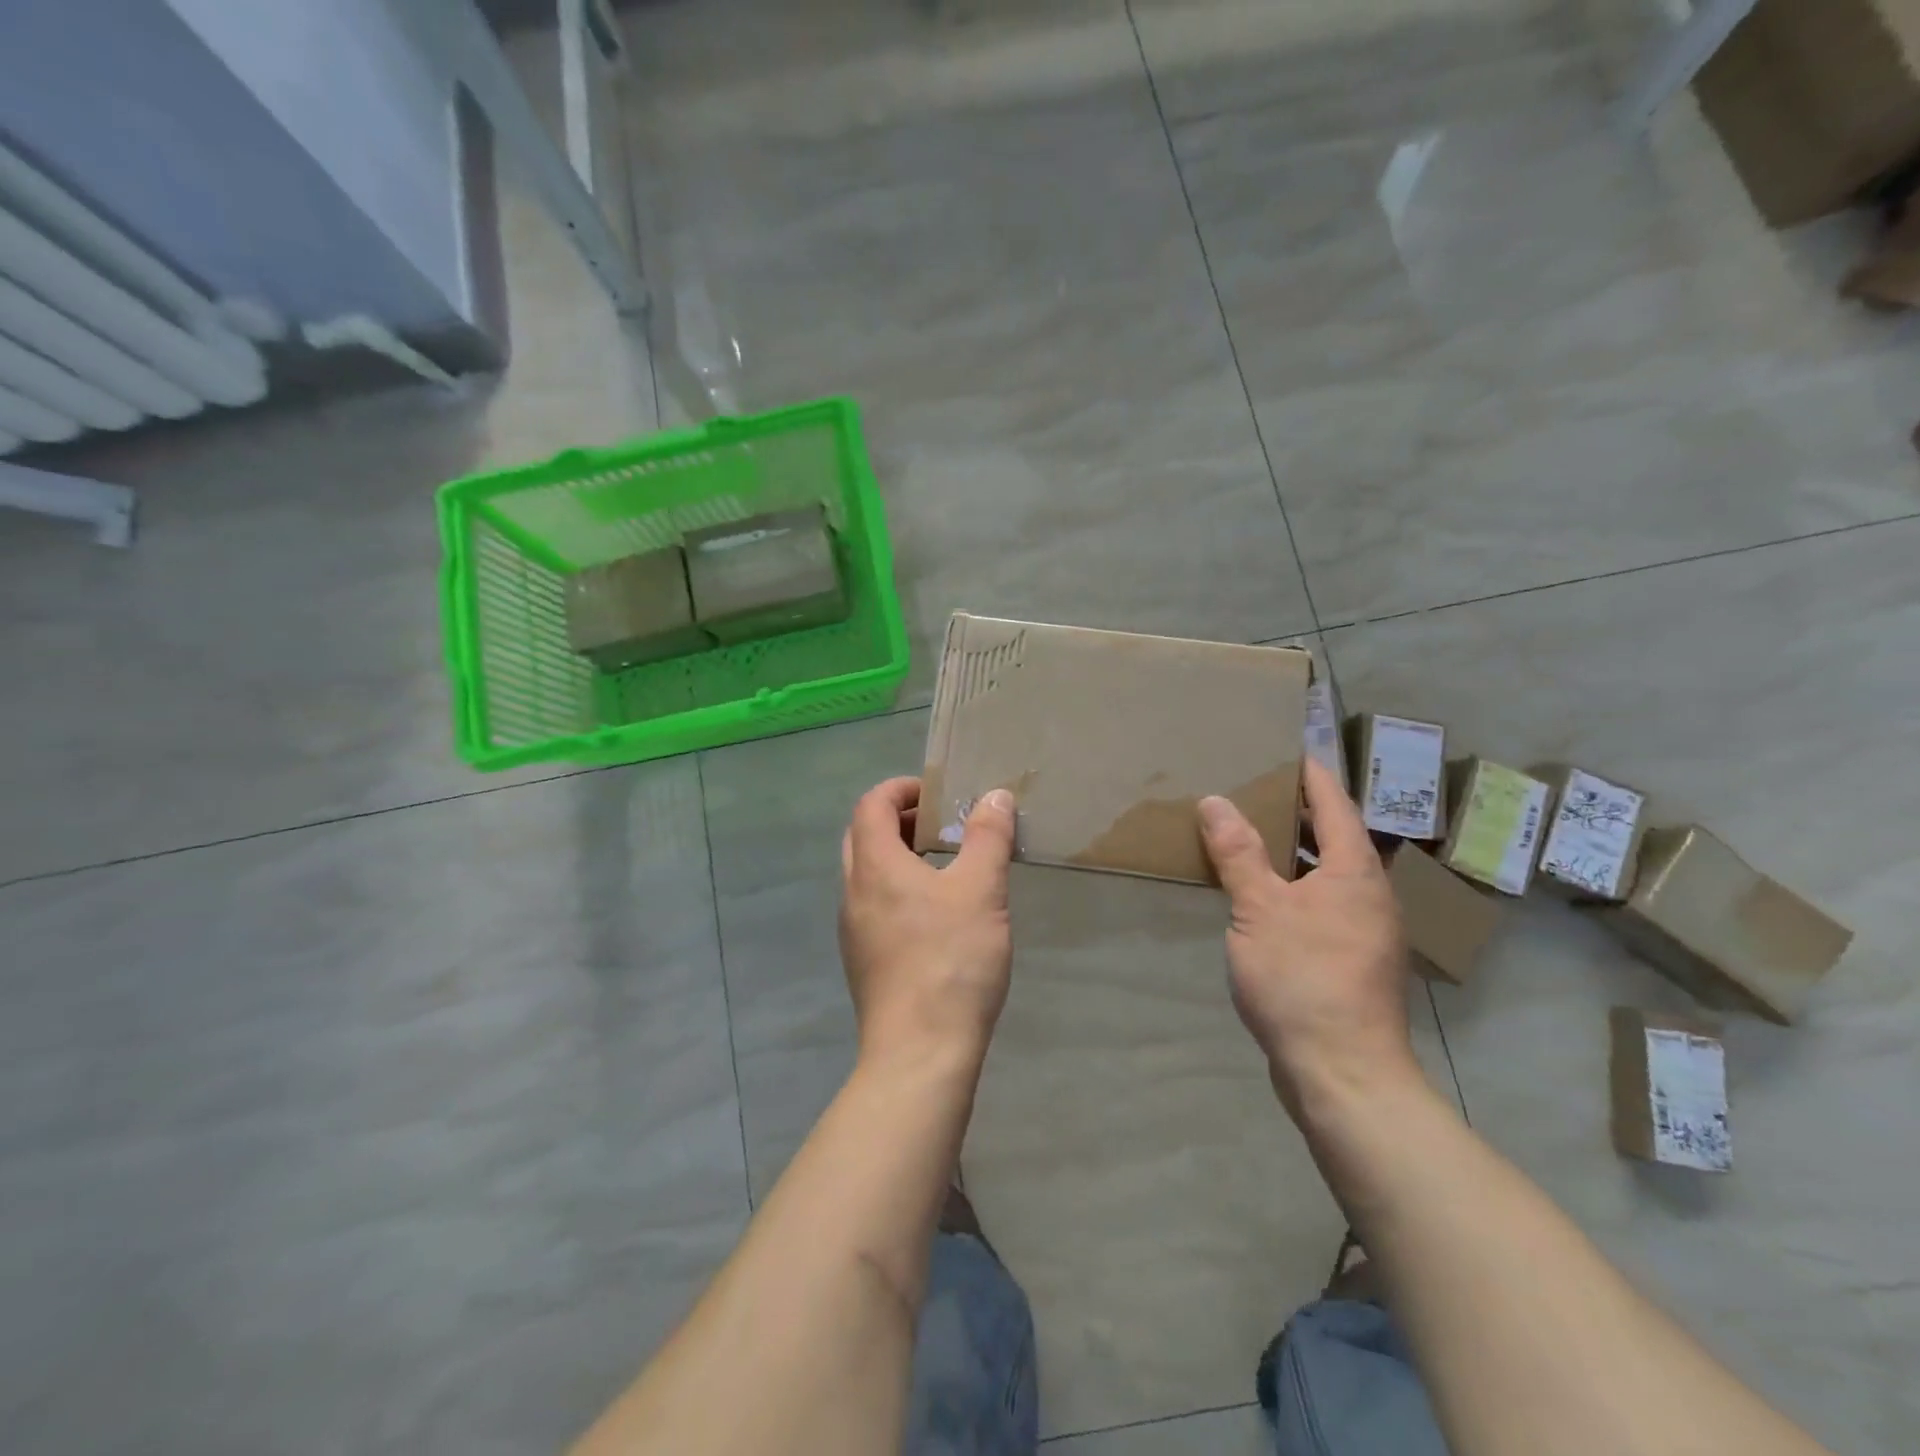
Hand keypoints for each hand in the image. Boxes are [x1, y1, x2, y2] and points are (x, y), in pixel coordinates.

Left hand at [839, 778, 1017, 1070]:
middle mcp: (853, 892)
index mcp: (874, 866)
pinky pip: (874, 906)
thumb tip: (994, 795)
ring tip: (946, 865)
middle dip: (899, 820)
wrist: (920, 1052)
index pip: (871, 805)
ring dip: (899, 856)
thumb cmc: (951, 960)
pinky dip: (898, 889)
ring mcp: (853, 930)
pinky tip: (937, 914)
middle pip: (863, 836)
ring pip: (867, 874)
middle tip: (941, 824)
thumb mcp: (980, 890)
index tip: (937, 793)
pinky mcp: (863, 960)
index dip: (901, 789)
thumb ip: (987, 837)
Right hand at [1198, 757, 1421, 1124]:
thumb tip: (1216, 800)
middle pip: (1334, 837)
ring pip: (1327, 875)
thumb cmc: (1303, 979)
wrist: (1344, 1073)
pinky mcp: (1351, 961)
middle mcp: (1369, 894)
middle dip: (1297, 812)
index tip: (1286, 749)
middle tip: (1254, 789)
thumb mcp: (1260, 909)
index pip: (1334, 804)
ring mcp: (1365, 931)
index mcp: (1354, 872)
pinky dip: (1293, 888)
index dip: (1310, 774)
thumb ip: (1238, 853)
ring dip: (1293, 853)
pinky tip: (1260, 899)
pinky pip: (1321, 905)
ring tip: (1250, 836)